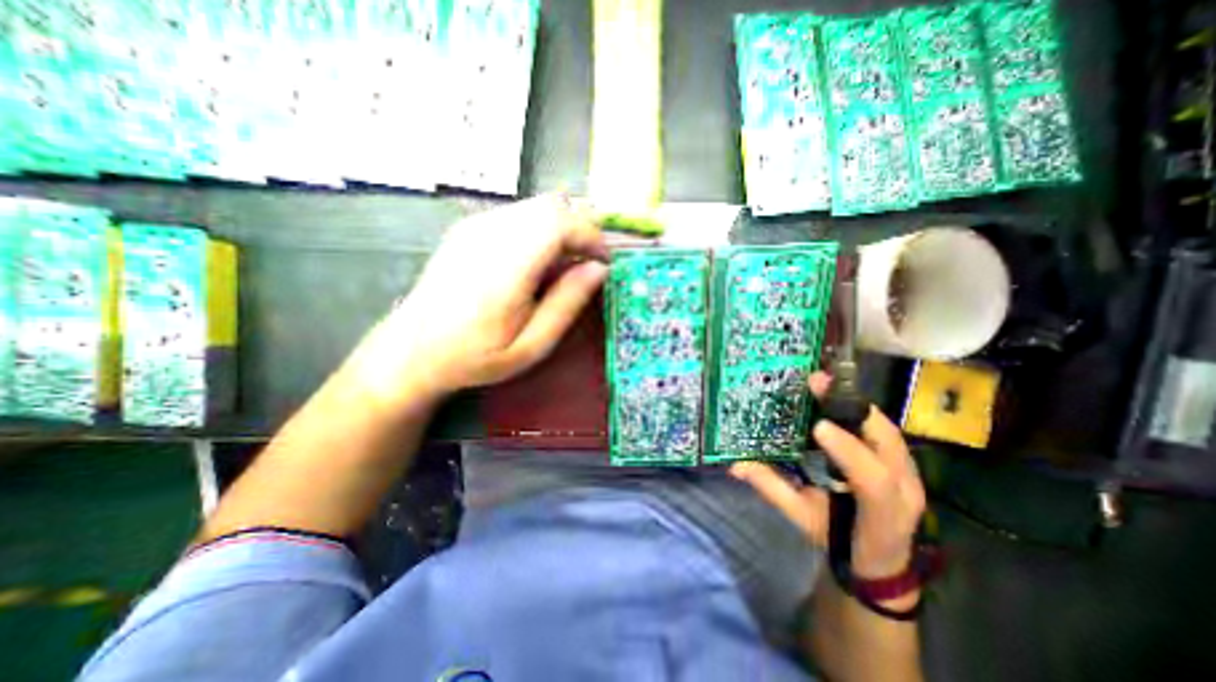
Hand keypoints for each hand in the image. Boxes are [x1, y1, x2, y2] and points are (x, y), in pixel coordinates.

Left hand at [336, 195, 607, 411]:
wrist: (413, 350)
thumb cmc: (476, 356)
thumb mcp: (532, 345)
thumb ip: (567, 303)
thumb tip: (599, 269)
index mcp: (506, 267)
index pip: (560, 223)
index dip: (591, 236)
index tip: (604, 262)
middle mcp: (489, 235)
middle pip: (551, 206)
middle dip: (581, 229)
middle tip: (588, 263)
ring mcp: (475, 226)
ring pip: (536, 206)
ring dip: (562, 228)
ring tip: (565, 263)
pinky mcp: (469, 227)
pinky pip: (518, 214)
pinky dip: (541, 229)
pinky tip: (536, 260)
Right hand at [732, 372, 923, 579]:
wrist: (879, 560)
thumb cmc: (838, 542)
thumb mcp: (802, 518)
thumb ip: (773, 489)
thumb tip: (736, 466)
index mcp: (881, 514)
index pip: (874, 481)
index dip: (848, 451)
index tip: (817, 426)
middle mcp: (905, 490)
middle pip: (889, 444)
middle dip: (851, 408)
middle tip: (818, 384)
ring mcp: (911, 474)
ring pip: (888, 430)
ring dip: (854, 403)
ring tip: (824, 384)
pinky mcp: (905, 462)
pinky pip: (885, 429)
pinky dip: (860, 411)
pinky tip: (836, 399)